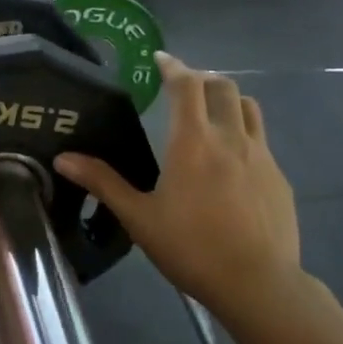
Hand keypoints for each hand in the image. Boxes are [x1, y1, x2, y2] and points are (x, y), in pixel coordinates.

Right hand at [54, 52, 299, 316]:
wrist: (257, 284)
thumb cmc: (191, 248)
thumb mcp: (139, 217)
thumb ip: (103, 182)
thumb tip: (63, 158)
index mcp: (193, 142)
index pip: (187, 86)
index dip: (173, 66)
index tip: (160, 59)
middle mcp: (231, 138)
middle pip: (223, 87)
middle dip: (201, 78)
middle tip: (182, 87)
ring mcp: (262, 156)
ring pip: (249, 108)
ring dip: (228, 100)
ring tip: (210, 113)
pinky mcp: (279, 178)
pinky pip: (261, 140)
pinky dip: (243, 134)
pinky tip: (232, 162)